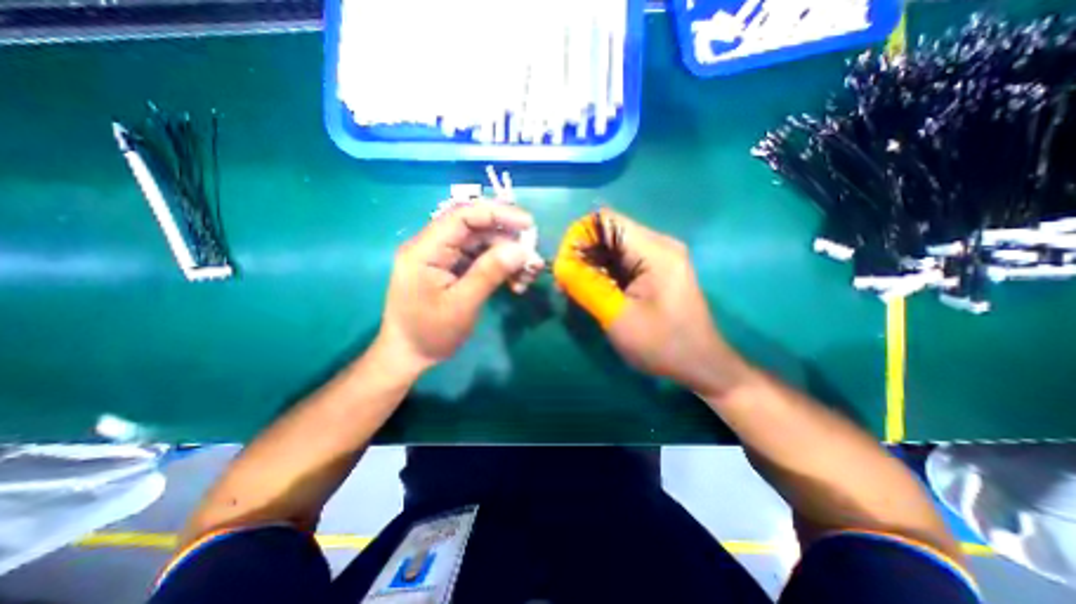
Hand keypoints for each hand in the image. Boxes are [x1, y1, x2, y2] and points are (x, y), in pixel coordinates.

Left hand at [380, 203, 547, 371]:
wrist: (409, 355)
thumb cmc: (430, 333)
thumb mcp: (461, 305)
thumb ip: (489, 274)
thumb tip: (520, 250)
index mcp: (425, 250)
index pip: (462, 216)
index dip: (497, 214)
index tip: (528, 224)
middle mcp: (433, 246)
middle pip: (476, 230)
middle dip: (508, 242)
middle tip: (532, 261)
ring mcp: (443, 258)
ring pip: (482, 245)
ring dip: (508, 258)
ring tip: (526, 278)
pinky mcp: (452, 269)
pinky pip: (481, 259)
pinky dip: (500, 268)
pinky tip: (515, 283)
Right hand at [556, 210, 749, 397]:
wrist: (701, 365)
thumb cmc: (662, 345)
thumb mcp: (618, 316)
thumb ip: (587, 286)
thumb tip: (560, 264)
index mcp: (655, 250)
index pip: (605, 221)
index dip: (578, 239)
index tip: (565, 269)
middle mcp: (658, 245)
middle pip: (607, 234)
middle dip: (582, 256)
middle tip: (568, 287)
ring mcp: (659, 257)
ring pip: (612, 249)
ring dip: (591, 267)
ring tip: (578, 293)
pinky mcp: (656, 271)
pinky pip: (622, 262)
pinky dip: (604, 274)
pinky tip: (598, 294)